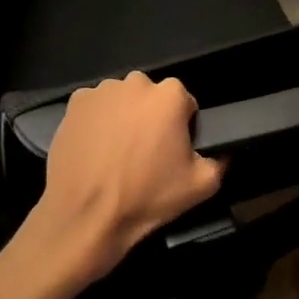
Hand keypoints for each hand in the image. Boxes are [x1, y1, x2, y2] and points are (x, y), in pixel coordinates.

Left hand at [32, 72, 224, 281]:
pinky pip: (94, 108)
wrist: (86, 215)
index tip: (173, 152)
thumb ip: (220, 161)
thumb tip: (222, 152)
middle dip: (151, 119)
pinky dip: (97, 122)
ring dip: (124, 118)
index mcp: (170, 95)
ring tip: (117, 154)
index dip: (182, 128)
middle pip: (151, 98)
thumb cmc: (147, 197)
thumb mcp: (201, 186)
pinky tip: (95, 150)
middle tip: (145, 154)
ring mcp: (101, 91)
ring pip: (122, 101)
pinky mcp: (75, 103)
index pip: (185, 103)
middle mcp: (136, 83)